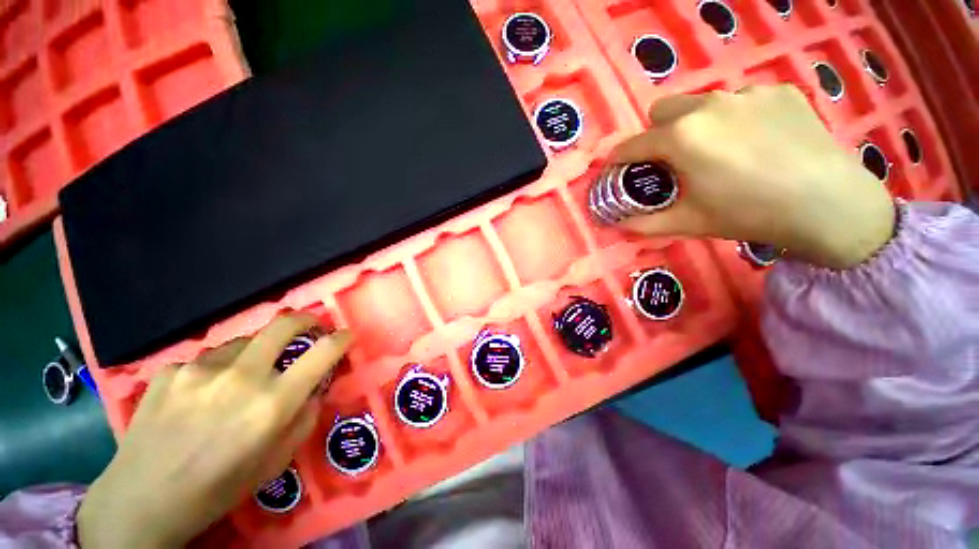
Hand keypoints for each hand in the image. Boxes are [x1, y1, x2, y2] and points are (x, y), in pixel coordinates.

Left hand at [77, 314, 350, 547]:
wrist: (141, 501)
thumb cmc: (217, 489)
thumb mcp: (275, 462)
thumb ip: (304, 419)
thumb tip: (314, 389)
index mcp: (272, 404)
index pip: (322, 353)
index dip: (341, 339)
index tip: (346, 336)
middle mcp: (240, 377)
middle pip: (283, 325)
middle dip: (305, 319)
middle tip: (310, 326)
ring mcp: (199, 369)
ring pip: (242, 343)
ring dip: (254, 353)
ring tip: (240, 379)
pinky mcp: (169, 370)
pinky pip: (206, 361)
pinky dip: (215, 372)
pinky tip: (198, 398)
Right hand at [610, 85, 894, 268]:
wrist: (828, 204)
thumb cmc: (748, 213)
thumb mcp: (688, 223)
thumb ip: (645, 224)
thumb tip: (618, 226)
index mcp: (682, 138)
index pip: (633, 144)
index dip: (619, 157)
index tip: (616, 168)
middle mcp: (708, 105)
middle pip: (662, 110)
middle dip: (655, 133)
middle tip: (671, 159)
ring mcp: (746, 93)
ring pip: (702, 103)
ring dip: (696, 125)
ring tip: (719, 151)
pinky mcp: (779, 91)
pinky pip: (741, 101)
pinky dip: (736, 119)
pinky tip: (757, 141)